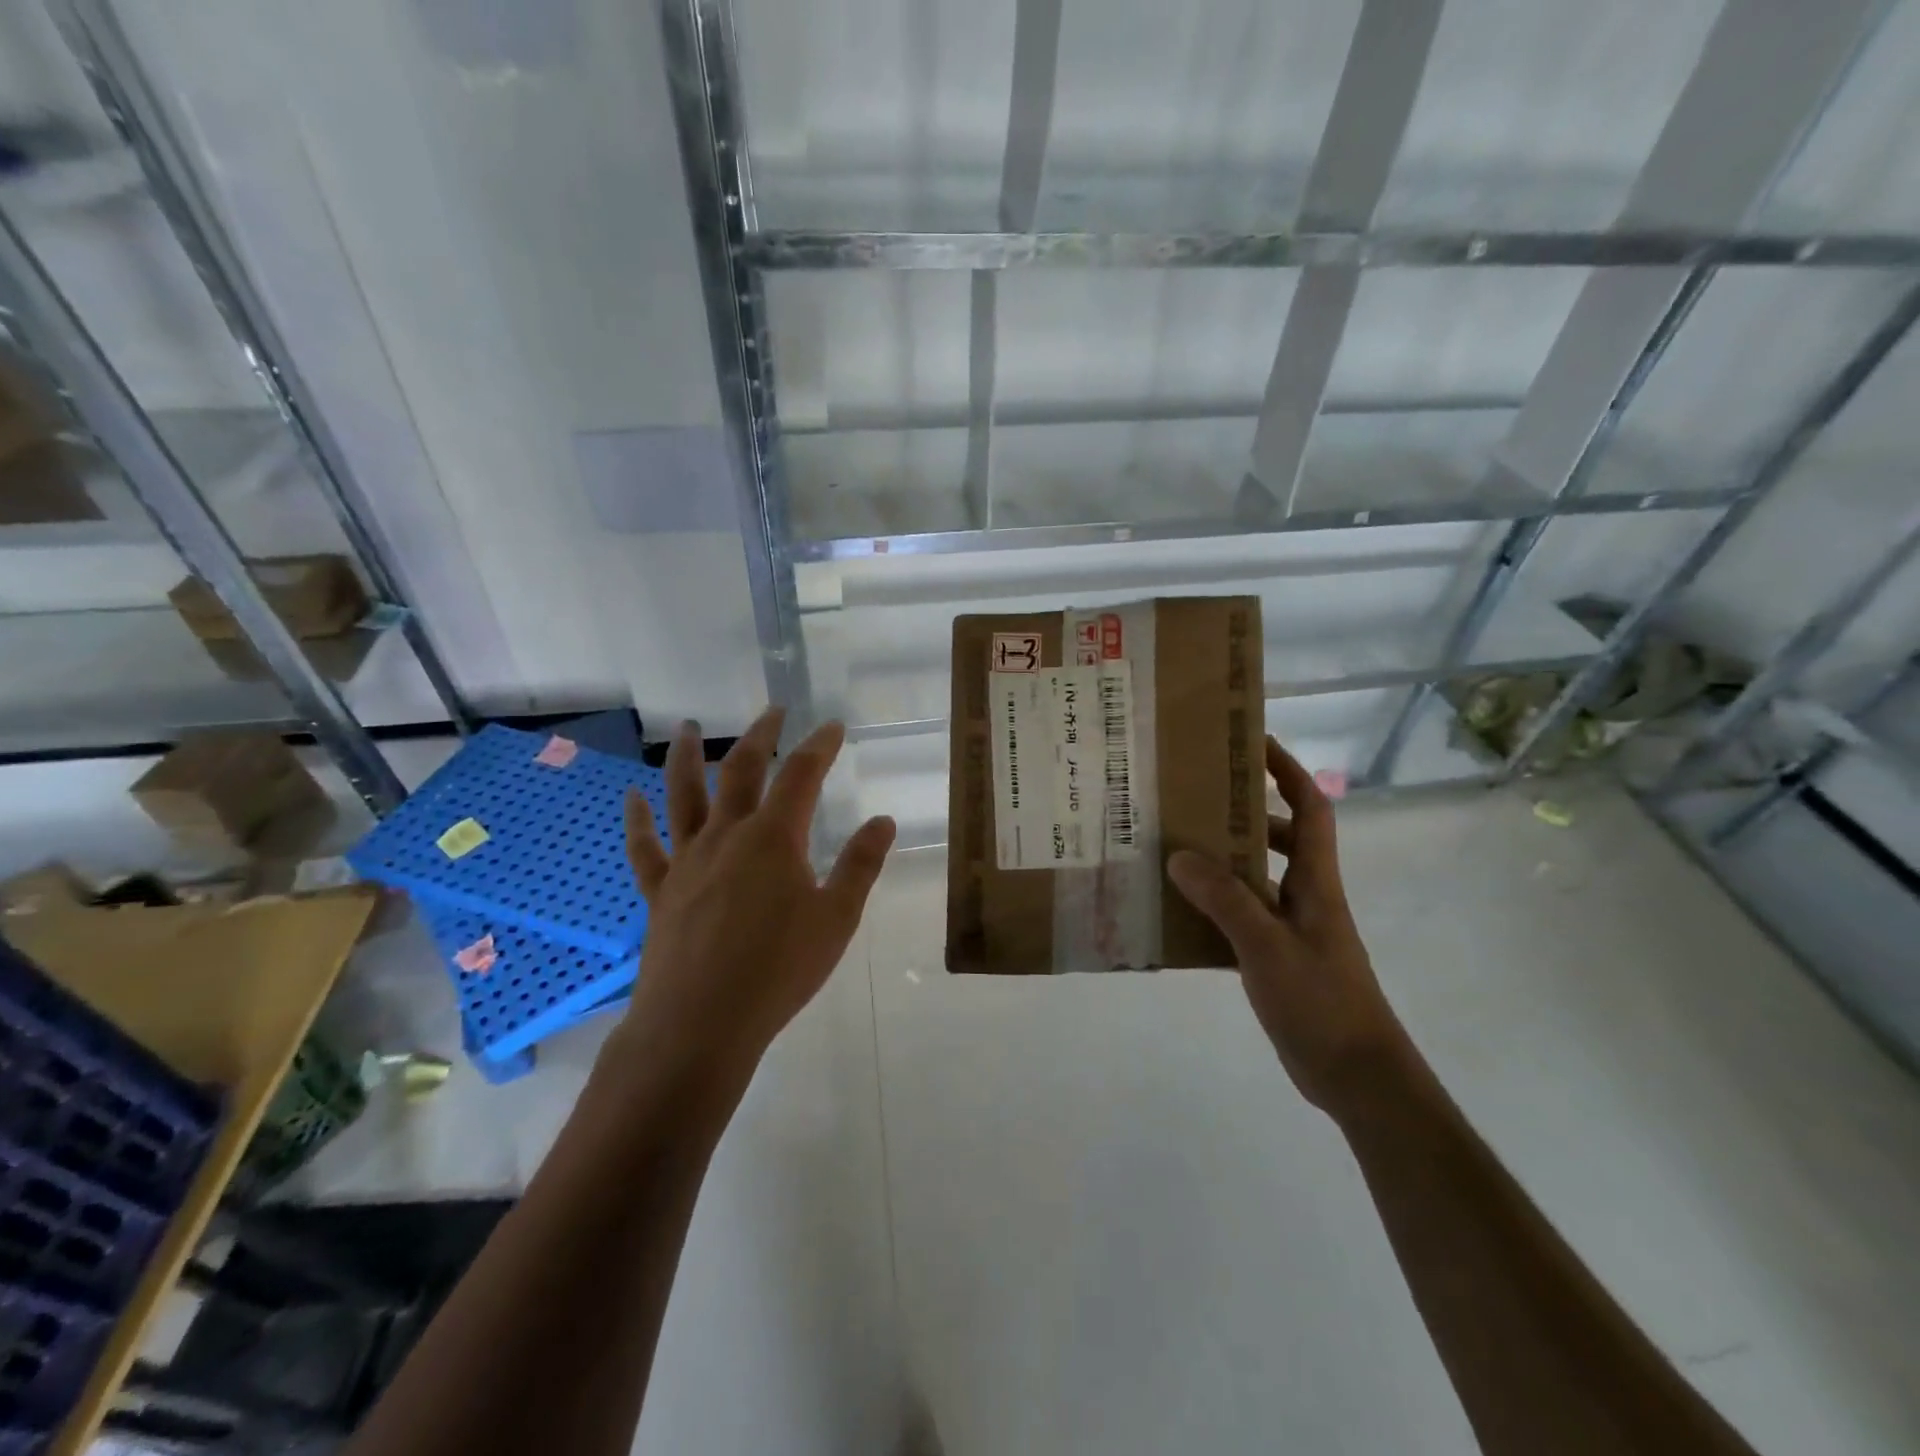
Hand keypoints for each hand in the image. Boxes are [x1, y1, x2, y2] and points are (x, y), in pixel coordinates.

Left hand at [616, 708, 895, 1088]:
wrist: (701, 1024)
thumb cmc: (779, 970)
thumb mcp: (837, 919)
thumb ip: (861, 865)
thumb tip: (883, 821)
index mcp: (774, 838)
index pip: (801, 775)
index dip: (819, 746)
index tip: (832, 726)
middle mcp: (727, 836)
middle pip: (741, 770)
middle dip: (760, 736)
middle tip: (772, 712)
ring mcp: (687, 861)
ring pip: (683, 795)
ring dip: (687, 757)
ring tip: (688, 728)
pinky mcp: (660, 891)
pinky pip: (644, 847)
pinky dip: (637, 820)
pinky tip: (631, 798)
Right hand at [1168, 736, 1405, 1112]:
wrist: (1357, 1075)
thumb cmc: (1322, 1001)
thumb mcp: (1267, 946)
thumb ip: (1225, 899)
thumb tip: (1180, 856)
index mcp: (1316, 882)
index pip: (1311, 808)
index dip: (1288, 771)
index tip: (1253, 744)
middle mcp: (1306, 897)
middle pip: (1281, 837)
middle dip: (1244, 813)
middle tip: (1195, 801)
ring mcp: (1293, 929)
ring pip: (1257, 878)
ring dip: (1224, 861)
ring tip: (1175, 850)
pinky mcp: (1278, 959)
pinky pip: (1241, 917)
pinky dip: (1214, 907)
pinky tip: (1179, 912)